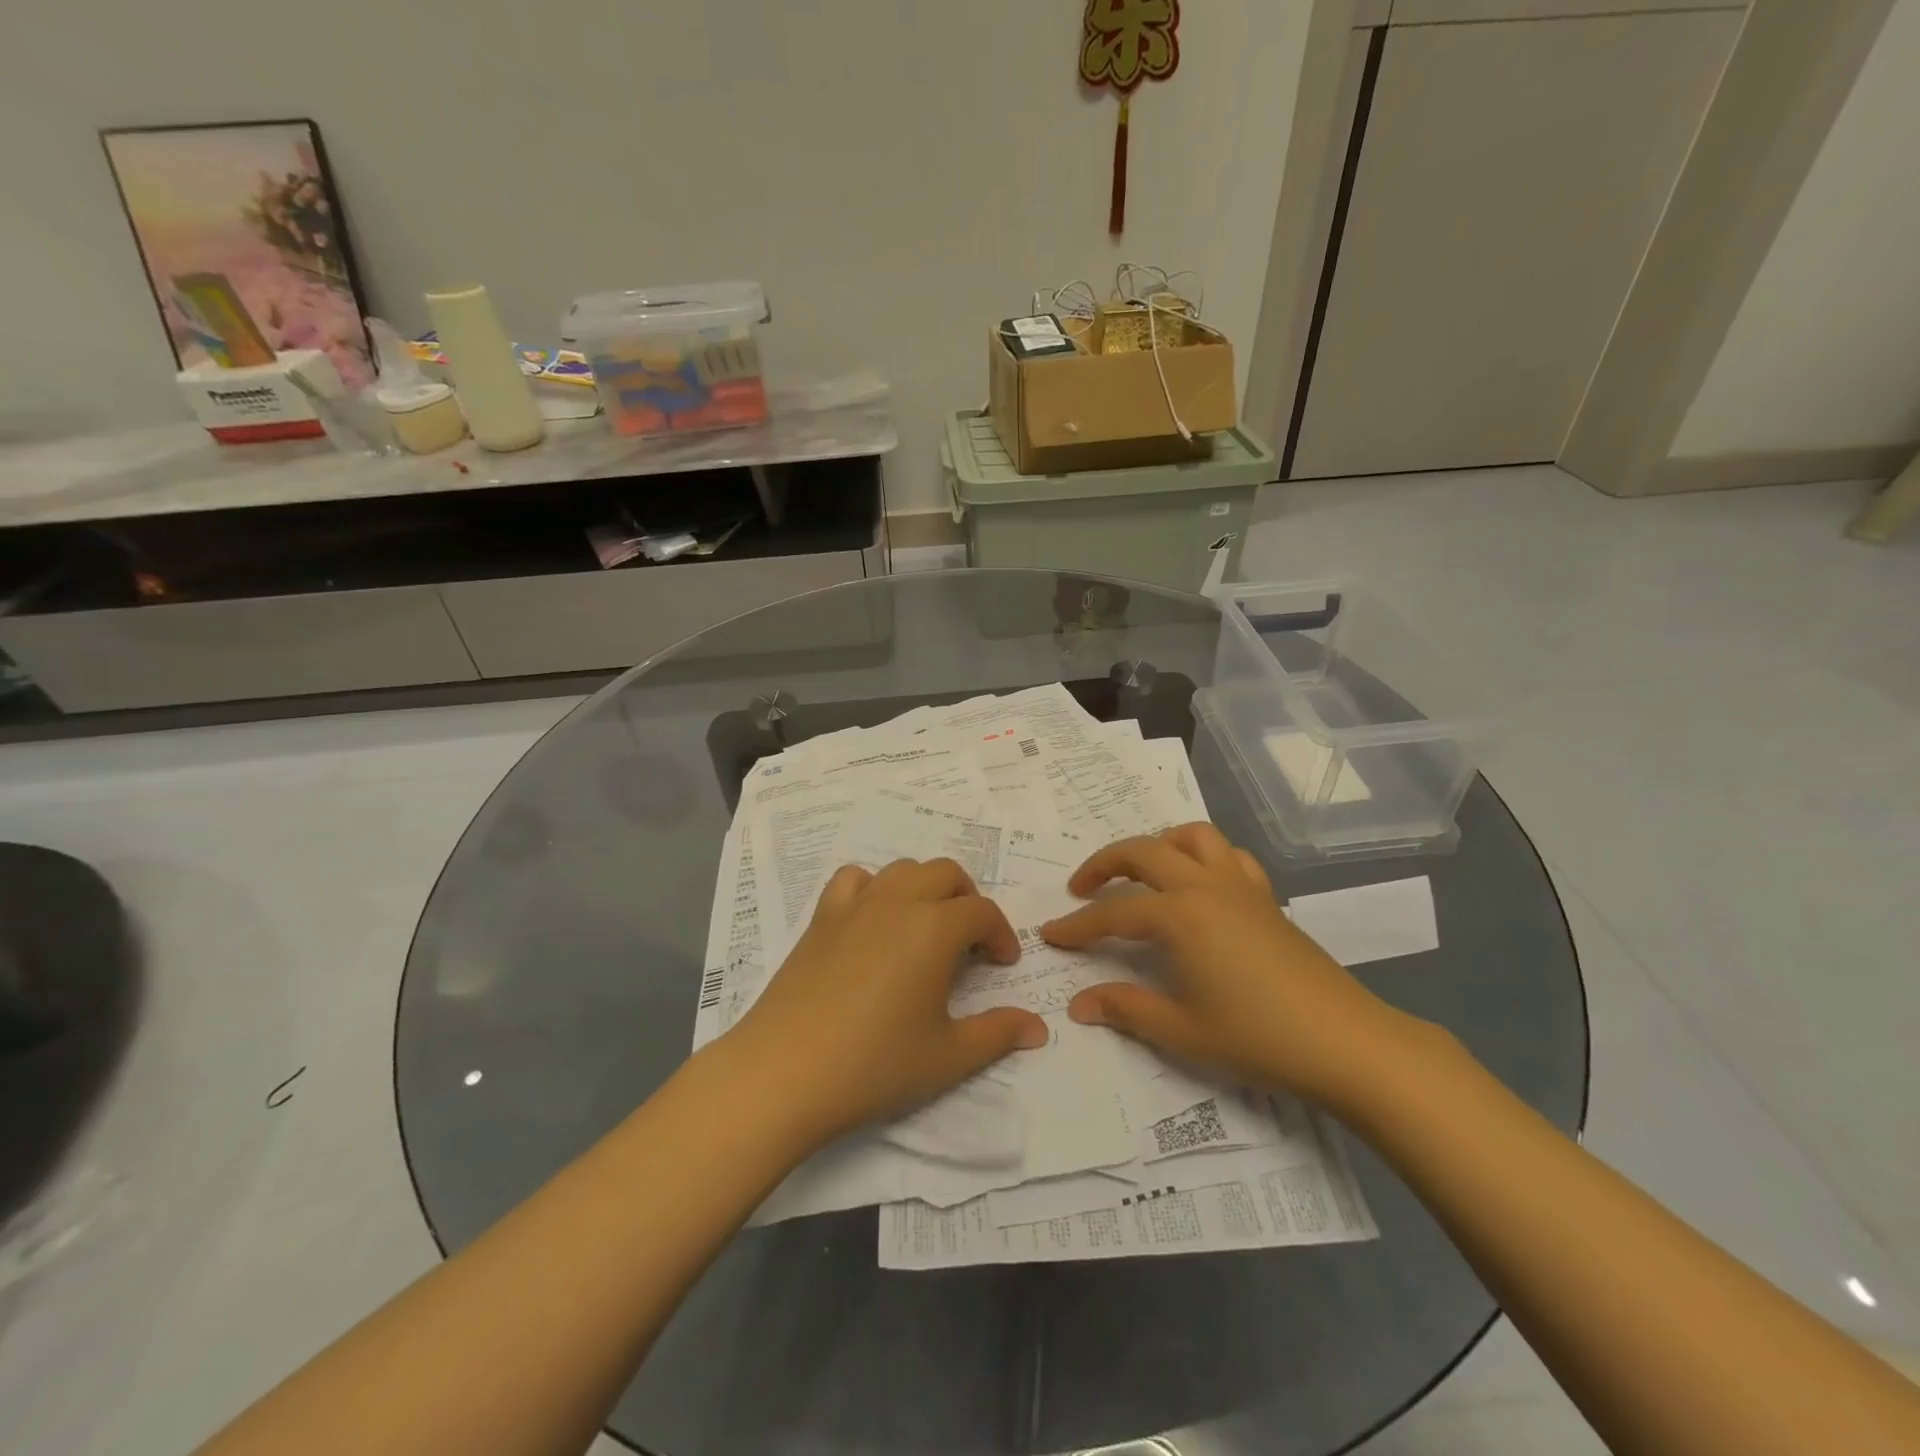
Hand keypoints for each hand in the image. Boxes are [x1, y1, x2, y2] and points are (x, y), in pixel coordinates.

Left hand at [718, 858, 1047, 1147]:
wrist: (784, 1073)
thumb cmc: (875, 1064)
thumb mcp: (948, 1056)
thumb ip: (998, 1033)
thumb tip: (1039, 1028)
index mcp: (935, 928)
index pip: (982, 912)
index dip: (1001, 934)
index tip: (1003, 964)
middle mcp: (898, 902)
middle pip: (946, 874)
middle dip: (968, 900)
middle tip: (971, 942)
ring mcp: (855, 905)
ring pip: (903, 870)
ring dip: (925, 888)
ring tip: (927, 928)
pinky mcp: (821, 917)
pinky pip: (853, 879)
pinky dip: (873, 888)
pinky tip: (873, 921)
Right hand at [1041, 824, 1412, 1109]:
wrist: (1345, 1042)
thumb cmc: (1257, 1038)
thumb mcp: (1181, 1030)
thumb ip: (1125, 1009)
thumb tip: (1079, 1004)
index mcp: (1179, 916)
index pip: (1112, 914)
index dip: (1077, 926)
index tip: (1050, 934)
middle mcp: (1204, 886)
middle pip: (1142, 852)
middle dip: (1103, 864)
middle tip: (1080, 888)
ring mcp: (1239, 886)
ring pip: (1190, 836)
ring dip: (1157, 845)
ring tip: (1140, 872)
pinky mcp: (1265, 896)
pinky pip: (1228, 855)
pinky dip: (1203, 856)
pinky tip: (1198, 884)